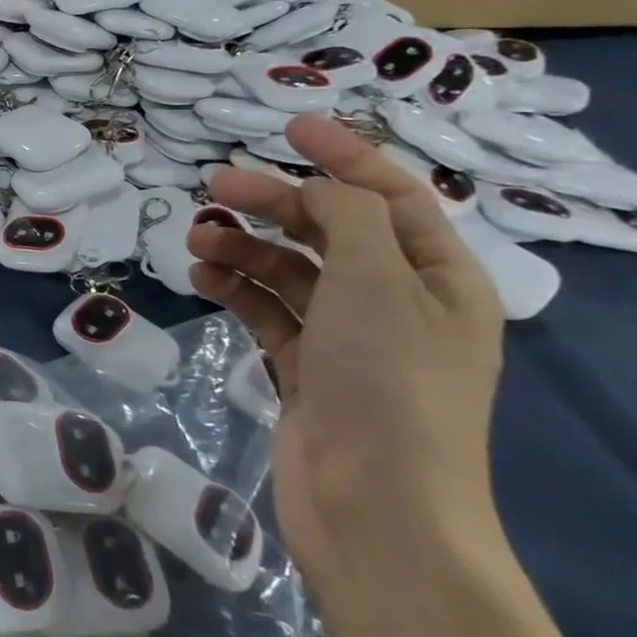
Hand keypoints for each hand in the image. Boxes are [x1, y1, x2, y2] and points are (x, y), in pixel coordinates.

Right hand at [186, 118, 504, 607]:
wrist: (375, 510)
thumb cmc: (388, 383)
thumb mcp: (379, 280)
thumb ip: (350, 217)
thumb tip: (320, 190)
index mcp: (440, 278)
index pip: (392, 196)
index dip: (344, 155)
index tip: (289, 126)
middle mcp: (399, 303)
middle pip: (330, 230)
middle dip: (274, 202)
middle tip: (216, 185)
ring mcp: (349, 340)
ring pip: (291, 271)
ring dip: (245, 248)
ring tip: (196, 240)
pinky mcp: (306, 370)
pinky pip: (268, 312)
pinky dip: (237, 291)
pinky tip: (203, 280)